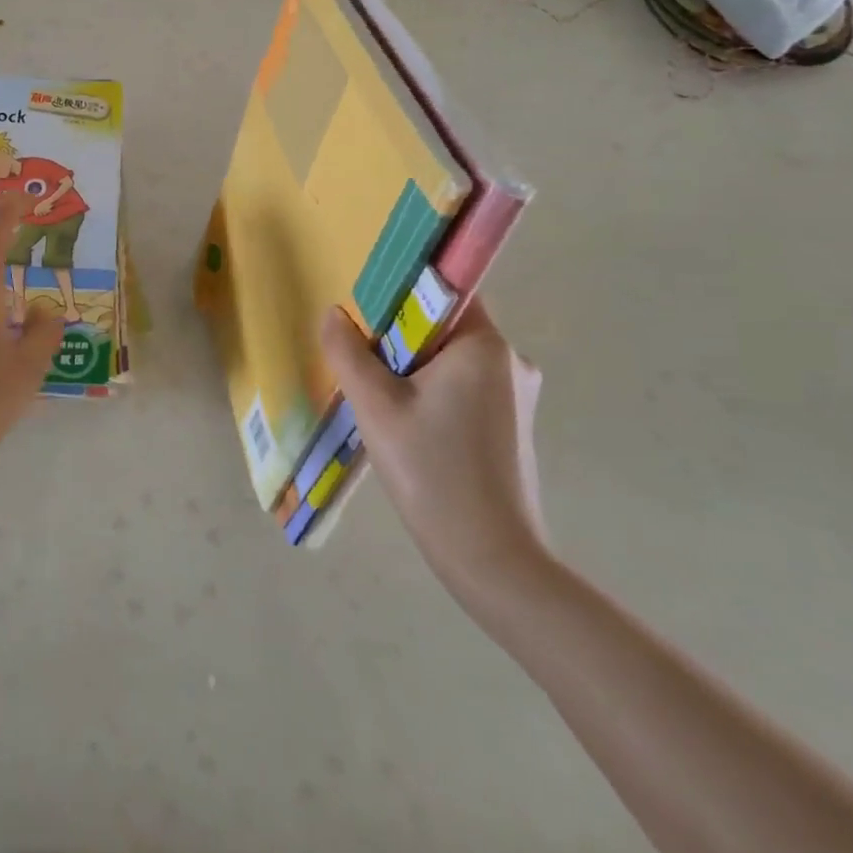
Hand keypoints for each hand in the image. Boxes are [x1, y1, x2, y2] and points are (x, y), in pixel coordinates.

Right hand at [320, 300, 547, 589]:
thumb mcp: (375, 407)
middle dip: (400, 341)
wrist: (492, 560)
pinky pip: (465, 390)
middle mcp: (511, 362)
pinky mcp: (513, 428)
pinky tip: (409, 429)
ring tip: (381, 404)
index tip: (366, 316)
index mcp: (486, 345)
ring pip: (451, 363)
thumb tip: (334, 314)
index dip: (401, 295)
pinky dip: (433, 396)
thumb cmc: (432, 471)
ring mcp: (517, 398)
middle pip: (444, 328)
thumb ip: (348, 352)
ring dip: (414, 372)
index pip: (443, 292)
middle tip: (364, 367)